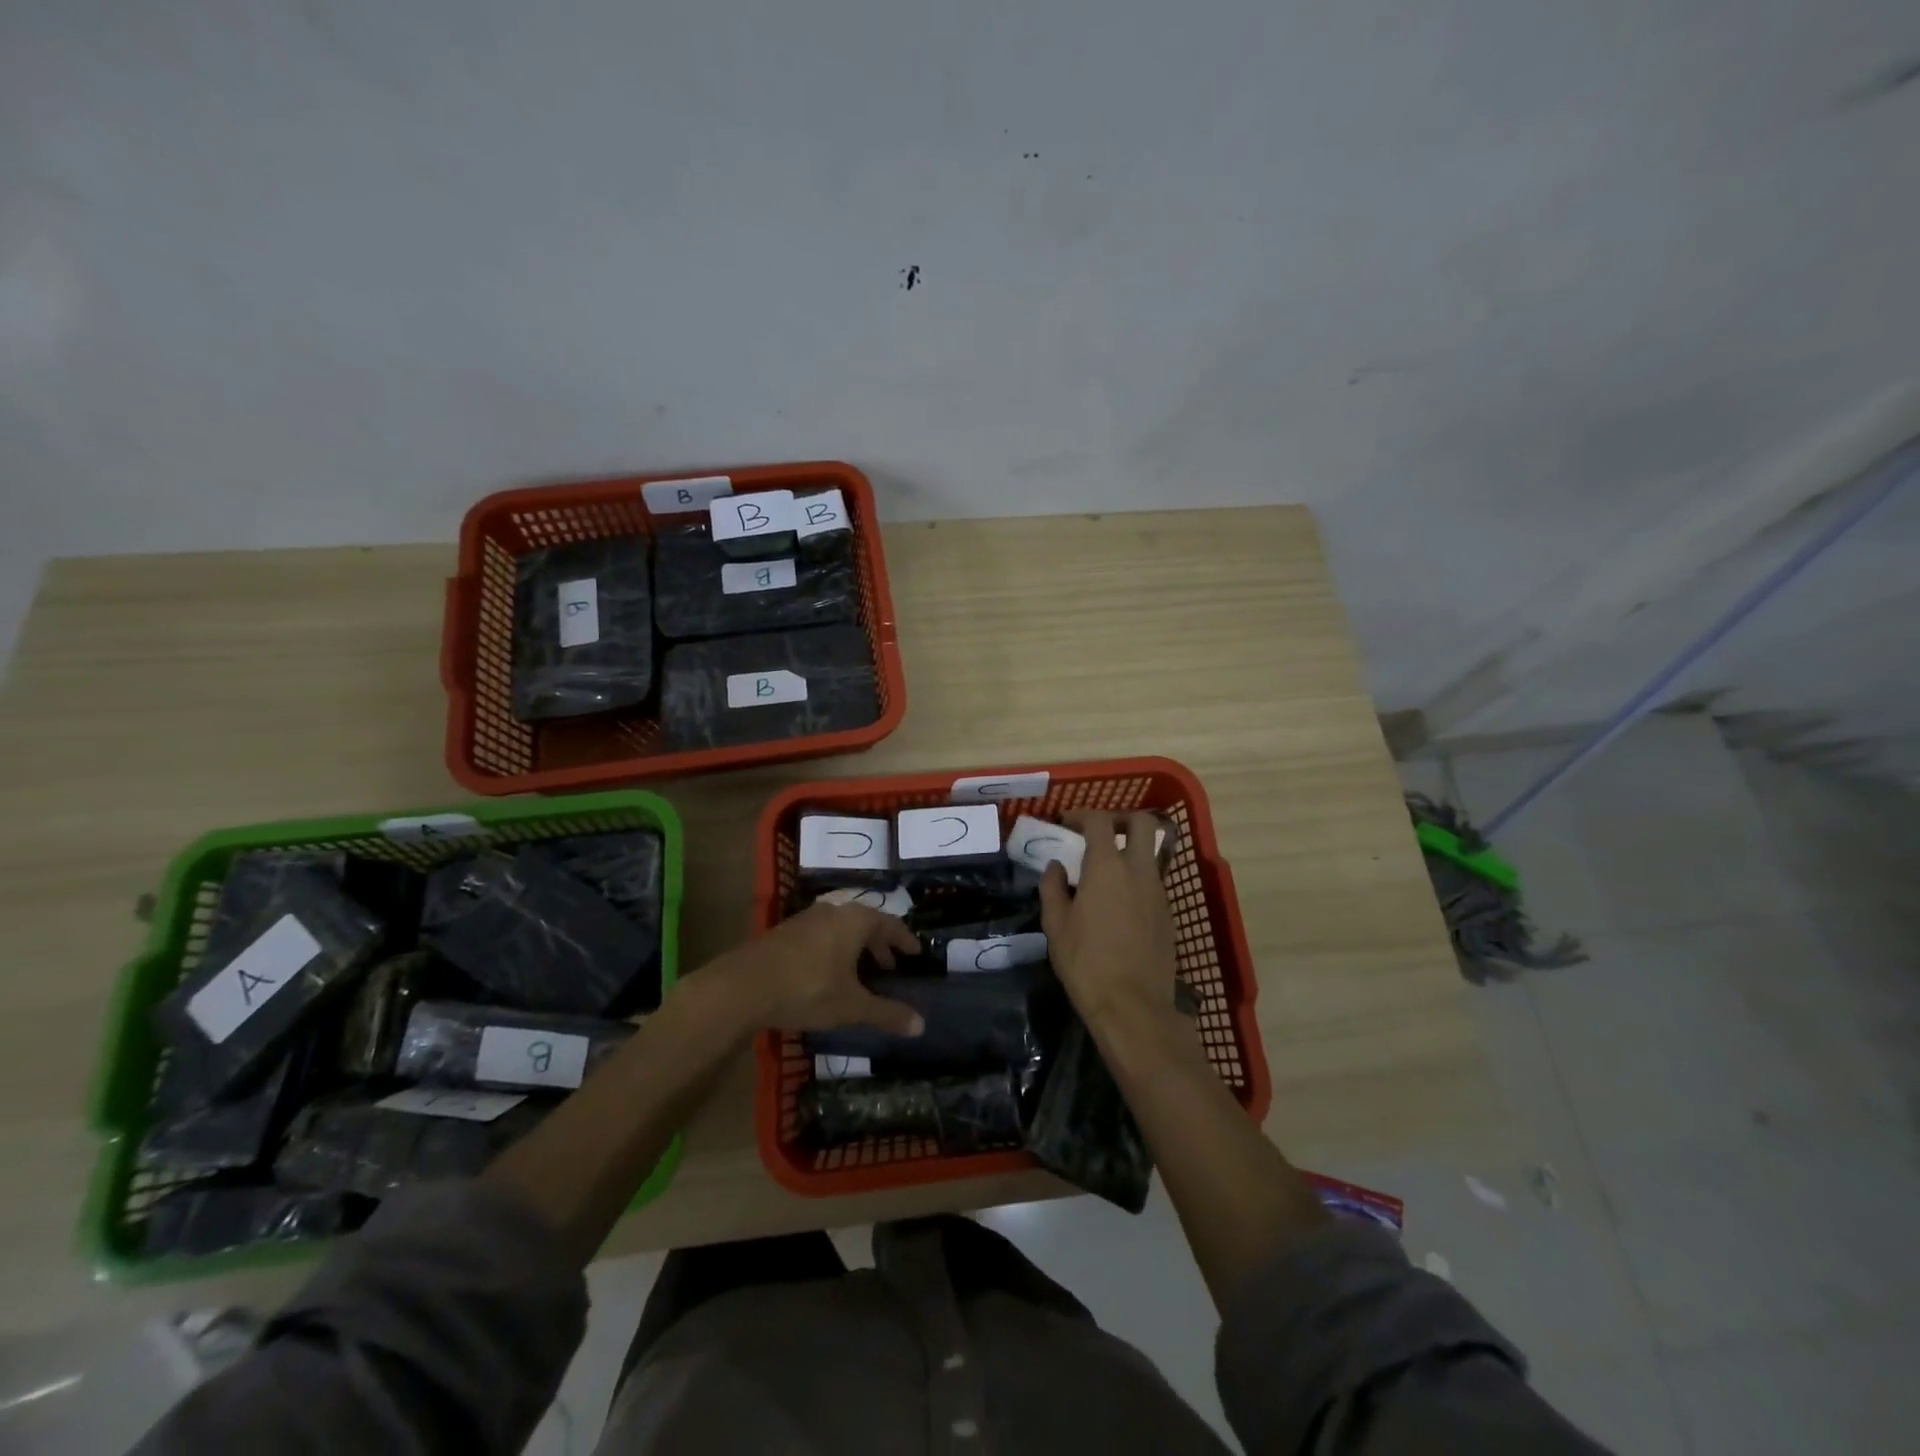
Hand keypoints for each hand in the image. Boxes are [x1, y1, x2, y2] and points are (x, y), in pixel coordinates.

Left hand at [713, 902, 924, 1036]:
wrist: (742, 987)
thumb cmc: (807, 989)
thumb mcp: (851, 1006)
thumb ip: (886, 1014)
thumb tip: (921, 1026)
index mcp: (856, 920)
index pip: (891, 924)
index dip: (905, 940)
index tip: (916, 954)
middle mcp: (833, 911)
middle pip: (865, 923)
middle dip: (880, 945)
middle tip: (890, 968)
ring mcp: (806, 919)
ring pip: (841, 929)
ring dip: (855, 948)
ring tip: (860, 973)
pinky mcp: (785, 932)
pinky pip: (821, 936)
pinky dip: (834, 950)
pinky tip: (828, 974)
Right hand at [1039, 810, 1178, 1029]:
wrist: (1133, 1006)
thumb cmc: (1086, 963)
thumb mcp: (1056, 925)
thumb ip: (1053, 888)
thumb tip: (1056, 867)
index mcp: (1107, 867)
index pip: (1099, 821)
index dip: (1081, 815)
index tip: (1066, 823)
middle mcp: (1139, 871)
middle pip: (1143, 823)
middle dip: (1121, 818)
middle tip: (1099, 831)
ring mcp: (1159, 892)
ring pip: (1151, 853)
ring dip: (1130, 849)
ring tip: (1105, 870)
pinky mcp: (1168, 914)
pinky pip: (1154, 881)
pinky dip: (1137, 877)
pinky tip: (1119, 902)